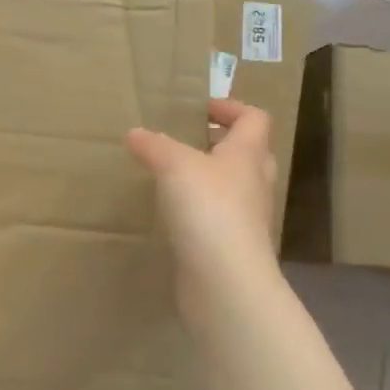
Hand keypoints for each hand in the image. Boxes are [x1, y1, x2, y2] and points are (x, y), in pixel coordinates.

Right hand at [126, 100, 279, 321]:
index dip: (231, 108)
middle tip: (186, 141)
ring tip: (171, 177)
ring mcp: (246, 219)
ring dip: (208, 179)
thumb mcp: (174, 166)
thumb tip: (135, 133)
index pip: (254, 119)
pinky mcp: (230, 247)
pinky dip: (198, 211)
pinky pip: (217, 219)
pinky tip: (171, 215)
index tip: (199, 109)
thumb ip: (154, 146)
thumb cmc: (208, 210)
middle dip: (220, 143)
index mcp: (247, 155)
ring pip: (232, 188)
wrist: (225, 281)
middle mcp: (253, 183)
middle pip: (248, 153)